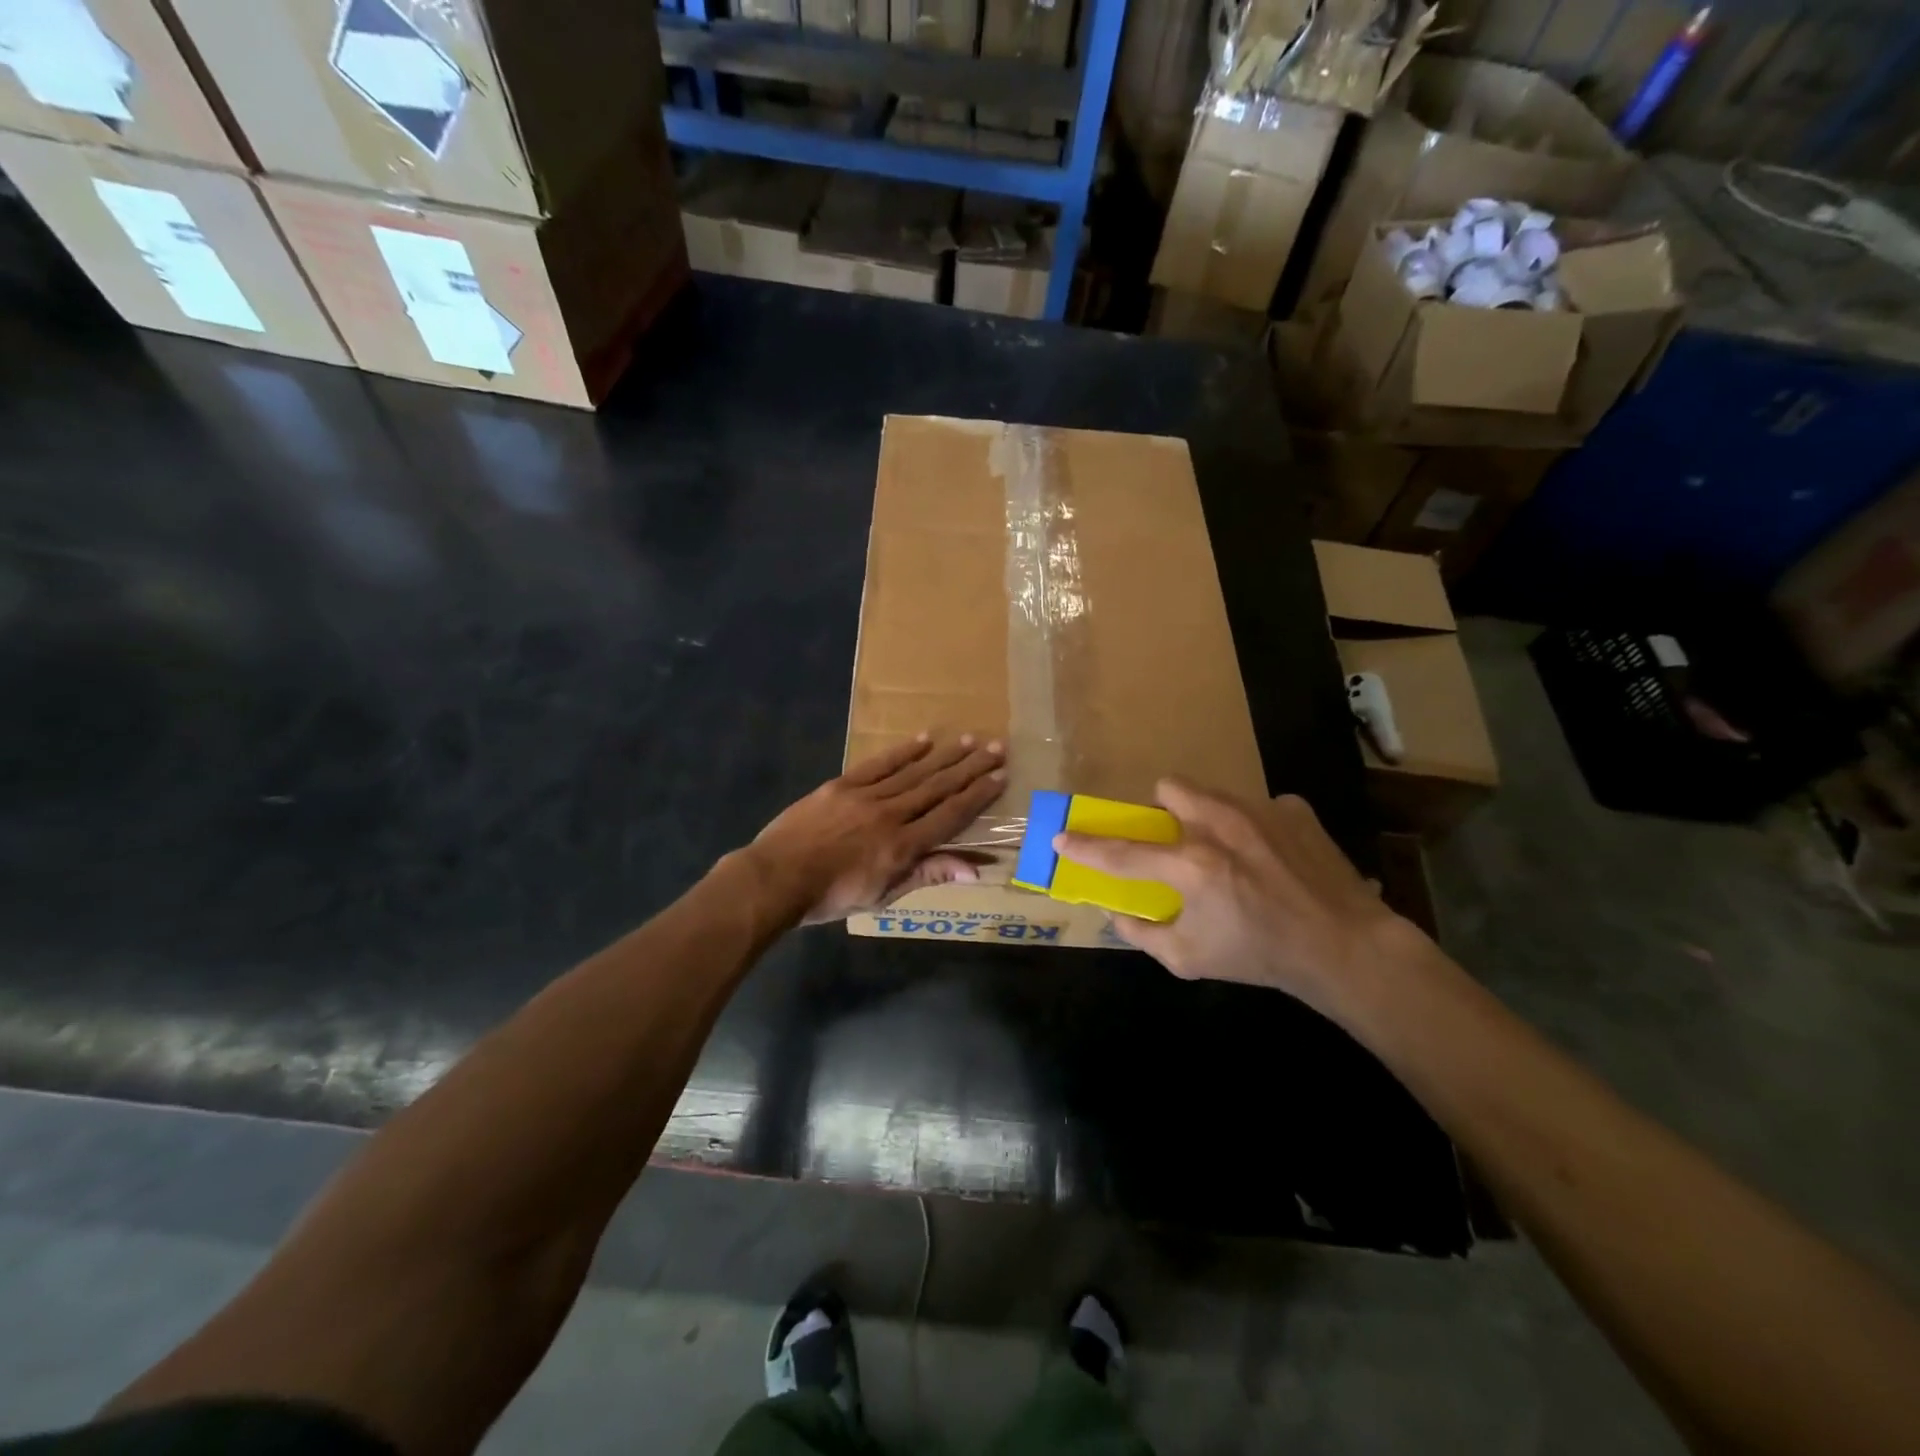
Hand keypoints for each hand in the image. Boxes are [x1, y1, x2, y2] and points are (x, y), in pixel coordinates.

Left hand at [742, 734, 1006, 924]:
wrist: (776, 878)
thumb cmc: (830, 896)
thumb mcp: (883, 895)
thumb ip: (927, 875)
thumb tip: (974, 871)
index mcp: (903, 846)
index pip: (950, 815)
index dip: (978, 795)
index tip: (1000, 777)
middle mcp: (891, 815)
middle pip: (938, 787)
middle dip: (970, 768)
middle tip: (996, 748)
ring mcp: (866, 796)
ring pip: (913, 772)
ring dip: (944, 756)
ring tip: (969, 740)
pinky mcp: (843, 785)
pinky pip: (879, 765)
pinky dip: (903, 752)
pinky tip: (923, 740)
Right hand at [1055, 779, 1416, 1015]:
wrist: (1345, 947)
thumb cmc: (1261, 957)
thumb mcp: (1189, 960)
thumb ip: (1143, 933)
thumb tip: (1117, 913)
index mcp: (1191, 866)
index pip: (1122, 852)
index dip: (1085, 846)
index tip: (1061, 837)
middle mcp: (1221, 826)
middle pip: (1171, 787)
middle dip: (1162, 809)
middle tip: (1174, 841)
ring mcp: (1261, 811)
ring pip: (1213, 793)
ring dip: (1207, 816)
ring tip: (1228, 850)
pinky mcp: (1295, 810)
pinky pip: (1260, 807)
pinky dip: (1256, 828)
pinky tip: (1272, 857)